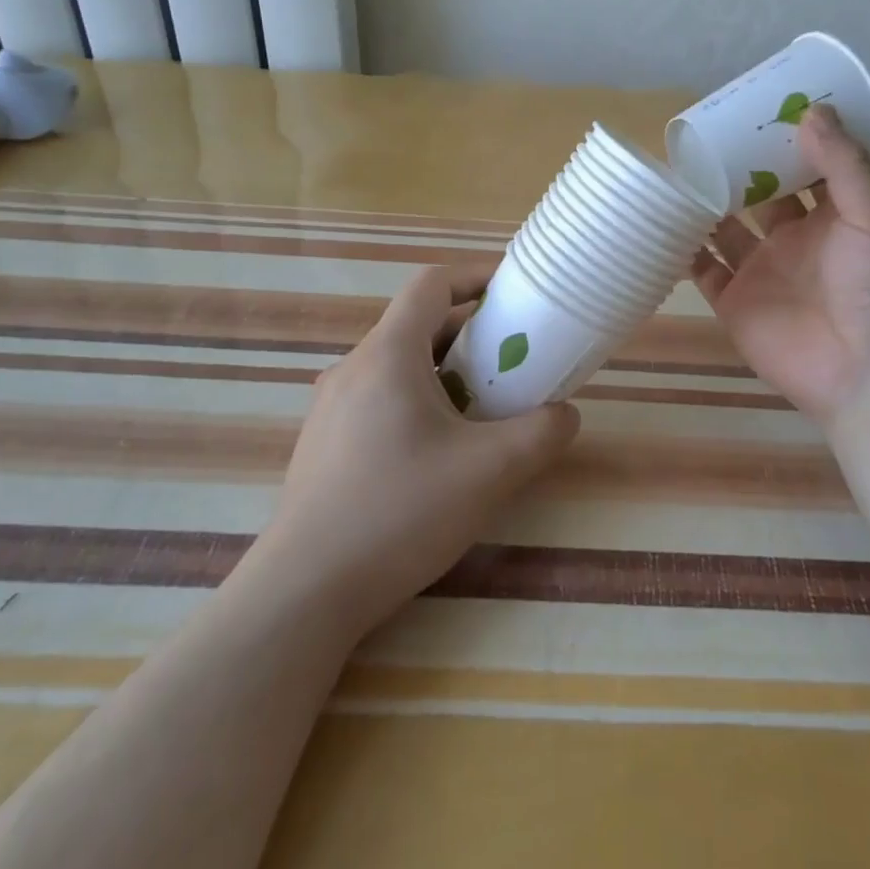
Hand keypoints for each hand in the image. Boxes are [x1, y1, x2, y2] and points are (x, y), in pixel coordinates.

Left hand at [258, 267, 579, 635]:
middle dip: (472, 331)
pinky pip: (380, 396)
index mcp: (388, 353)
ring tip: (484, 405)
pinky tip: (439, 450)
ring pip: (399, 363)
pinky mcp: (324, 442)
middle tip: (514, 358)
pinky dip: (419, 399)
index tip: (515, 291)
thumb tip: (566, 415)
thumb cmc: (399, 513)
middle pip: (418, 323)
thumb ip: (541, 434)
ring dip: (446, 369)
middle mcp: (354, 367)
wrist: (303, 593)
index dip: (477, 275)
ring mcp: (332, 406)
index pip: (433, 283)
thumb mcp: (490, 472)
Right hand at [690, 105, 869, 428]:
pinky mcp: (734, 302)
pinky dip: (682, 250)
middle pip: (758, 196)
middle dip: (737, 169)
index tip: (758, 109)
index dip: (784, 142)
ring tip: (676, 171)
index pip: (805, 170)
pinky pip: (702, 270)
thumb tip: (812, 109)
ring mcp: (761, 272)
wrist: (867, 374)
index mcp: (832, 218)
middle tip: (705, 134)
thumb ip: (844, 165)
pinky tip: (661, 222)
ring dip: (705, 205)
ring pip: (725, 229)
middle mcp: (794, 240)